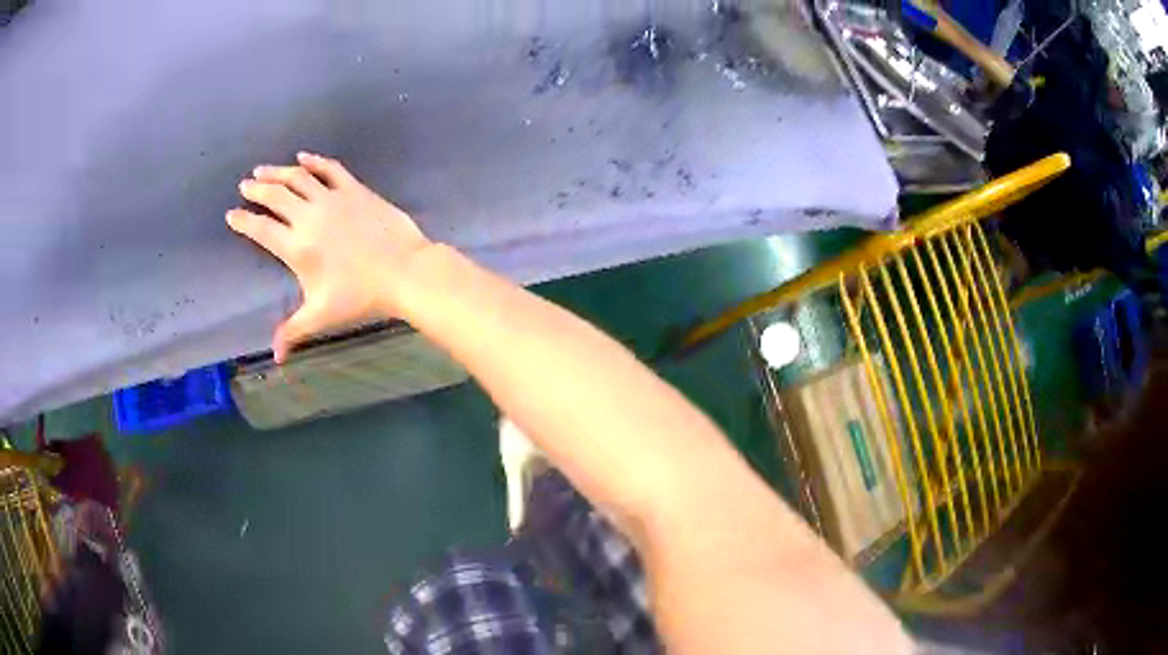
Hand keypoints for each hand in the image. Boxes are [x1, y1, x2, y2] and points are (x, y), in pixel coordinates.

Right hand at [227, 152, 432, 361]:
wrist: (404, 271)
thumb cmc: (360, 296)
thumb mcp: (322, 316)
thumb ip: (293, 331)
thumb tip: (275, 357)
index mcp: (297, 247)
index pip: (261, 230)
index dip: (243, 221)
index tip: (231, 215)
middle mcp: (309, 217)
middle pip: (275, 197)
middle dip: (256, 190)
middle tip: (244, 185)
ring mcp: (332, 199)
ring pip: (298, 178)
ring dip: (278, 172)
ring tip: (262, 170)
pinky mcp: (354, 189)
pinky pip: (330, 169)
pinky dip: (315, 161)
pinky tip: (303, 156)